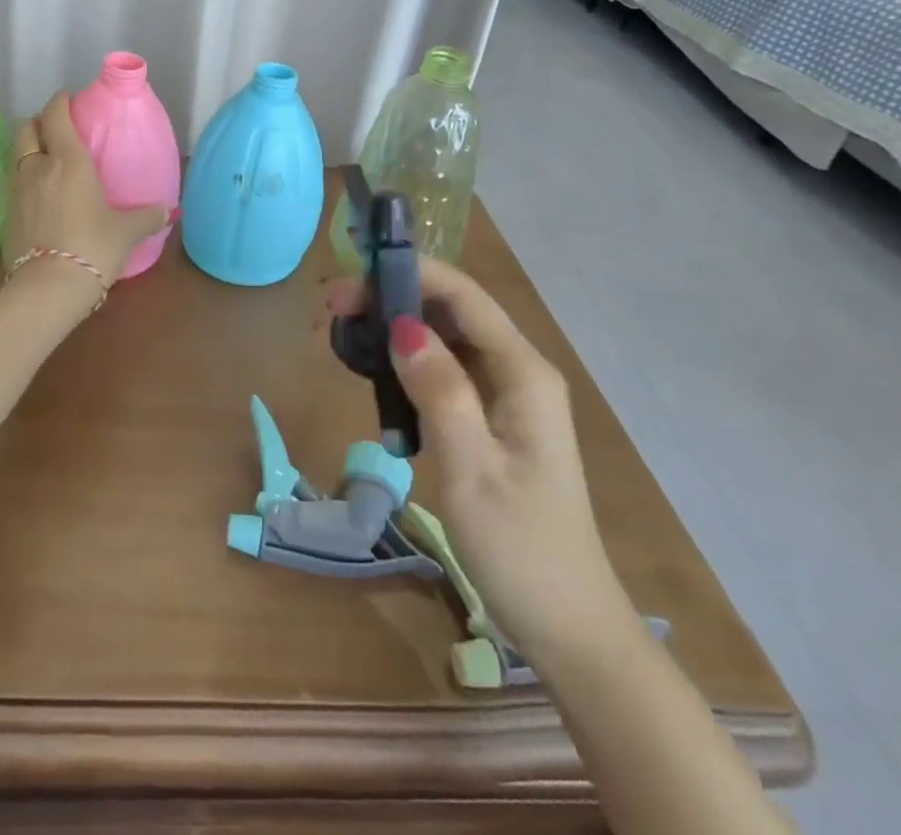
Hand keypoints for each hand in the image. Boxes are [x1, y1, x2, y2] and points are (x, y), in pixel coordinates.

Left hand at [4, 91, 170, 290]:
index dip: (60, 101)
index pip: (56, 114)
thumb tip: (167, 212)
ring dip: (29, 150)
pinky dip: (24, 179)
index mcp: (68, 160)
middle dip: (39, 122)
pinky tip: (39, 195)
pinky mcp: (6, 215)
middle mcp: (37, 167)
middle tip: (56, 129)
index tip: (69, 98)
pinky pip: (14, 183)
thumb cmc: (92, 247)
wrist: (47, 288)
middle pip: (26, 128)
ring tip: (47, 161)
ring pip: (16, 154)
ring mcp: (17, 190)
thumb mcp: (126, 232)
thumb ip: (146, 217)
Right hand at [327, 258, 633, 660]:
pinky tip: (375, 372)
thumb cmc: (520, 548)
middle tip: (333, 308)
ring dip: (396, 328)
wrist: (567, 626)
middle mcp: (519, 372)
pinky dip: (408, 362)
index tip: (350, 279)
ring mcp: (507, 397)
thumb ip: (440, 390)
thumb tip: (401, 326)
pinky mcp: (492, 420)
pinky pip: (446, 372)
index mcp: (524, 373)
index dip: (408, 274)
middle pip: (452, 311)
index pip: (463, 296)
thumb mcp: (471, 468)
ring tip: (344, 331)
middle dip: (393, 298)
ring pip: (446, 339)